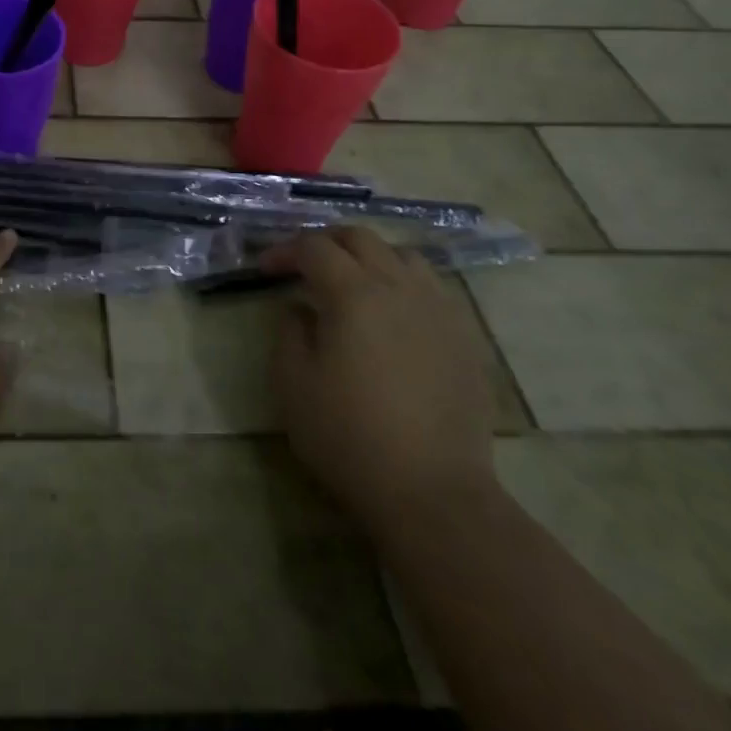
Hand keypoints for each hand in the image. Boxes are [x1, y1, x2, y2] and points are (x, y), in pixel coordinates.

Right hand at [266, 226, 495, 536]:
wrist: (433, 493)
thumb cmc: (349, 436)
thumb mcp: (292, 383)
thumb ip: (288, 331)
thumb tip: (299, 308)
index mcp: (353, 293)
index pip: (313, 247)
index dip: (285, 251)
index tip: (265, 270)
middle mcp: (399, 287)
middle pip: (360, 238)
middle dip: (326, 241)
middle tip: (304, 264)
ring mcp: (439, 310)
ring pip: (403, 256)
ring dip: (370, 258)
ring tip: (352, 283)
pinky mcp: (465, 338)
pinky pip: (432, 289)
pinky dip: (404, 284)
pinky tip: (394, 314)